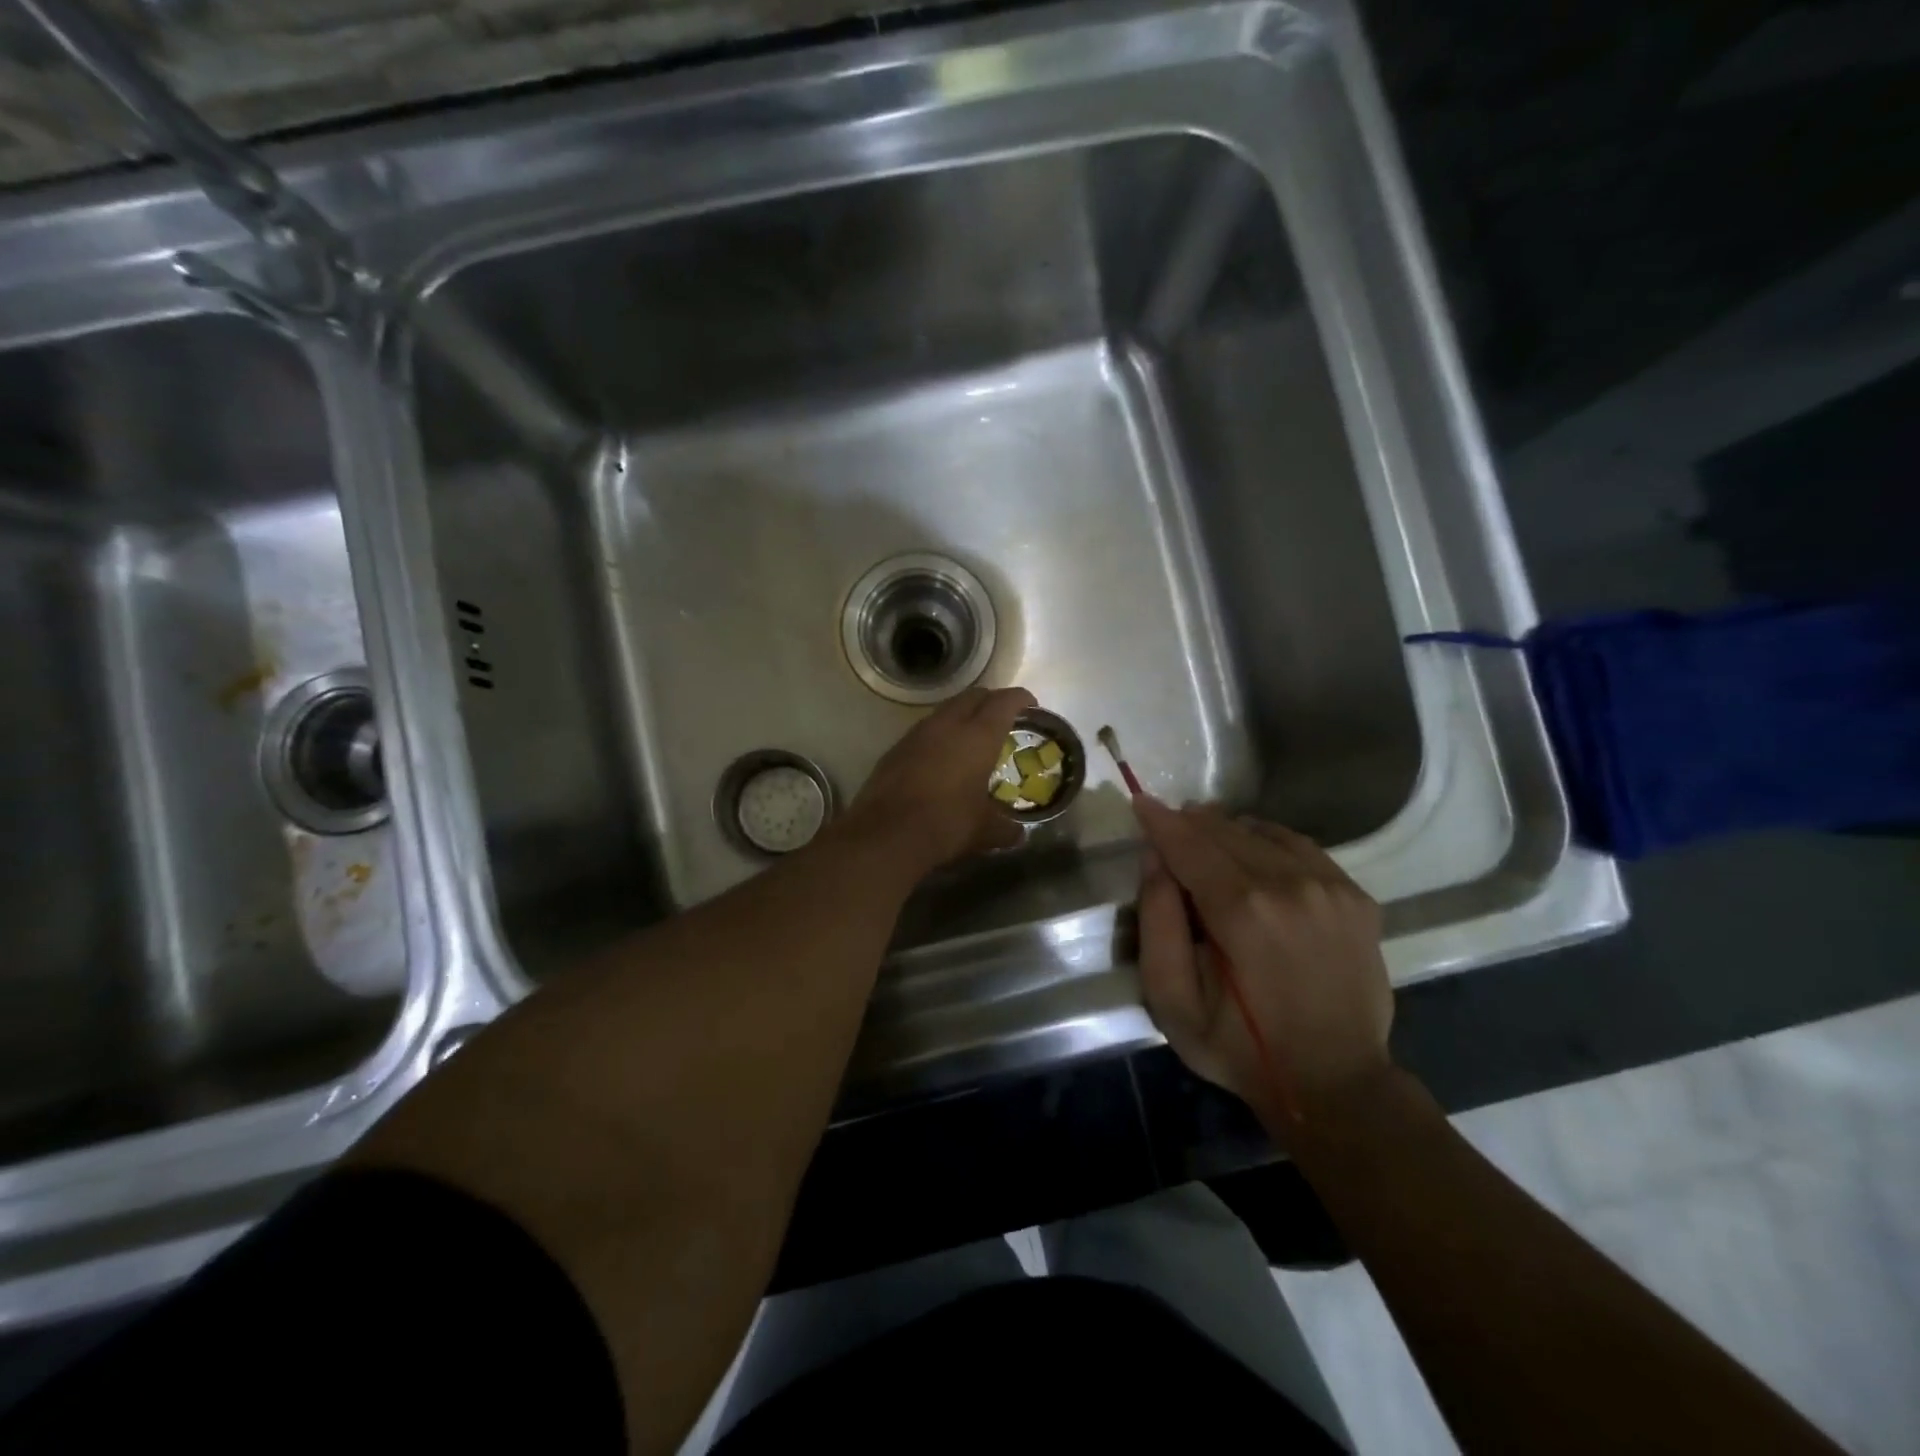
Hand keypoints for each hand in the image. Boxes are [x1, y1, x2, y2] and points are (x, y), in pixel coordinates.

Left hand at [842, 686, 1036, 871]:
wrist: (886, 834)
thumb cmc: (946, 824)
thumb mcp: (984, 830)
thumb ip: (1005, 828)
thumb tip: (1018, 834)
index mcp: (978, 736)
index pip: (1004, 702)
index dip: (1020, 698)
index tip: (1030, 704)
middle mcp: (948, 725)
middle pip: (973, 696)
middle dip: (990, 700)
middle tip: (1002, 717)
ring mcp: (918, 733)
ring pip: (945, 710)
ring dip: (961, 715)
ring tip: (971, 736)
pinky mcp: (896, 748)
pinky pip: (924, 730)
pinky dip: (938, 735)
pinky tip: (941, 756)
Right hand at [1133, 795, 1393, 1132]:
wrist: (1336, 1083)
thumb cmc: (1240, 1048)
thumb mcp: (1173, 999)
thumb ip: (1157, 921)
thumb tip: (1154, 859)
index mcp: (1241, 910)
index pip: (1189, 844)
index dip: (1160, 821)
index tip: (1139, 801)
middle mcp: (1289, 884)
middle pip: (1225, 831)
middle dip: (1189, 823)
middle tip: (1167, 825)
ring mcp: (1329, 888)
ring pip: (1263, 833)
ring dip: (1227, 829)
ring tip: (1205, 838)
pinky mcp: (1355, 897)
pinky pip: (1301, 847)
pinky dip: (1267, 840)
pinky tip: (1253, 853)